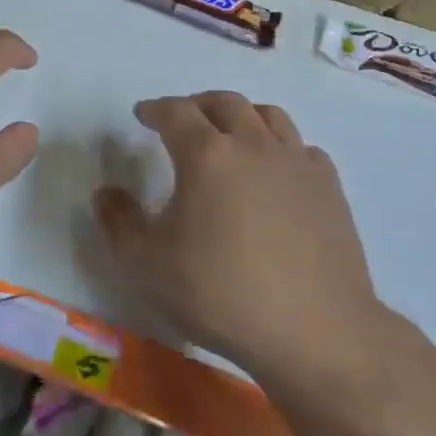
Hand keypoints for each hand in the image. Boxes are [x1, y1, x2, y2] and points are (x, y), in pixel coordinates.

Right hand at [94, 92, 388, 388]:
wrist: (316, 332)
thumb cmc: (221, 294)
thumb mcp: (147, 265)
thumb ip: (119, 223)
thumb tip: (105, 193)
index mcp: (206, 154)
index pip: (175, 112)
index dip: (155, 109)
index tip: (143, 115)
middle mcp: (252, 145)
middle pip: (224, 103)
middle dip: (197, 105)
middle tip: (183, 121)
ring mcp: (296, 163)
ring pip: (269, 115)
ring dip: (242, 117)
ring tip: (231, 136)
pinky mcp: (330, 189)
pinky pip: (302, 148)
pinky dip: (281, 148)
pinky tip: (276, 171)